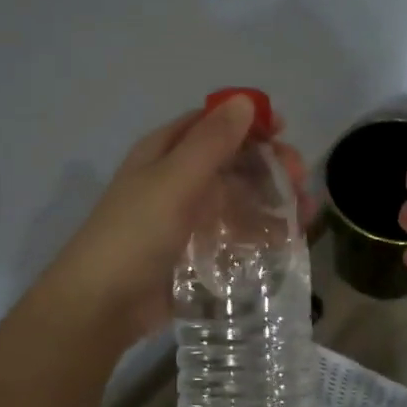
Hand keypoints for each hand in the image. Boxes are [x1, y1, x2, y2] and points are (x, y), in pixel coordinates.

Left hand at [39, 96, 313, 345]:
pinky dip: (262, 233)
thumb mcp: (174, 180)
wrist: (102, 306)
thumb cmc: (135, 233)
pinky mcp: (197, 252)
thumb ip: (212, 141)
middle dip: (270, 165)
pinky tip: (288, 242)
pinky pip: (236, 234)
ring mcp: (188, 217)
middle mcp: (178, 179)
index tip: (284, 131)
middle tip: (300, 180)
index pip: (212, 123)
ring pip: (240, 198)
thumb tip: (245, 100)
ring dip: (273, 201)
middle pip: (233, 161)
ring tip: (305, 215)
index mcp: (165, 152)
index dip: (249, 122)